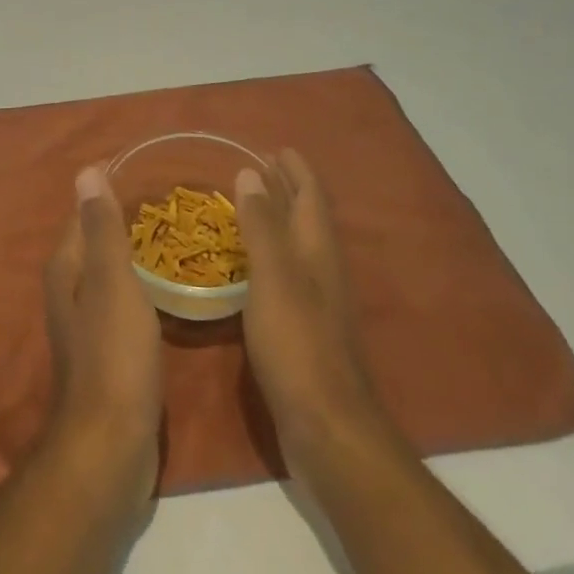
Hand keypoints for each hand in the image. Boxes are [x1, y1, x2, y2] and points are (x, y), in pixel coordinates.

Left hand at [42, 165, 162, 498]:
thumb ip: (102, 228)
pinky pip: (124, 299)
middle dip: (126, 217)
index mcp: (67, 268)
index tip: (147, 170)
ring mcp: (88, 322)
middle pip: (96, 240)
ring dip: (136, 251)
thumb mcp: (111, 282)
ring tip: (177, 235)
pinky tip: (168, 285)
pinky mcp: (108, 350)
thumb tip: (86, 172)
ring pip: (111, 271)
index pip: (84, 213)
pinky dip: (142, 283)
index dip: (109, 189)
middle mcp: (70, 289)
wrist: (111, 446)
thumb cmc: (113, 355)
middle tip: (172, 201)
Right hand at [236, 149, 389, 473]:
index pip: (310, 196)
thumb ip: (262, 225)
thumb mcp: (274, 277)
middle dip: (286, 189)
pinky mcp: (302, 328)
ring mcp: (314, 301)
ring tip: (248, 205)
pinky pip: (284, 273)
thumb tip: (251, 172)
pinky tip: (247, 264)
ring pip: (295, 244)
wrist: (326, 426)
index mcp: (317, 250)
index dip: (295, 170)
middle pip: (305, 217)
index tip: (276, 147)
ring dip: (277, 219)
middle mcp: (320, 269)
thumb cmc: (298, 343)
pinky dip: (267, 253)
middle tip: (259, 167)